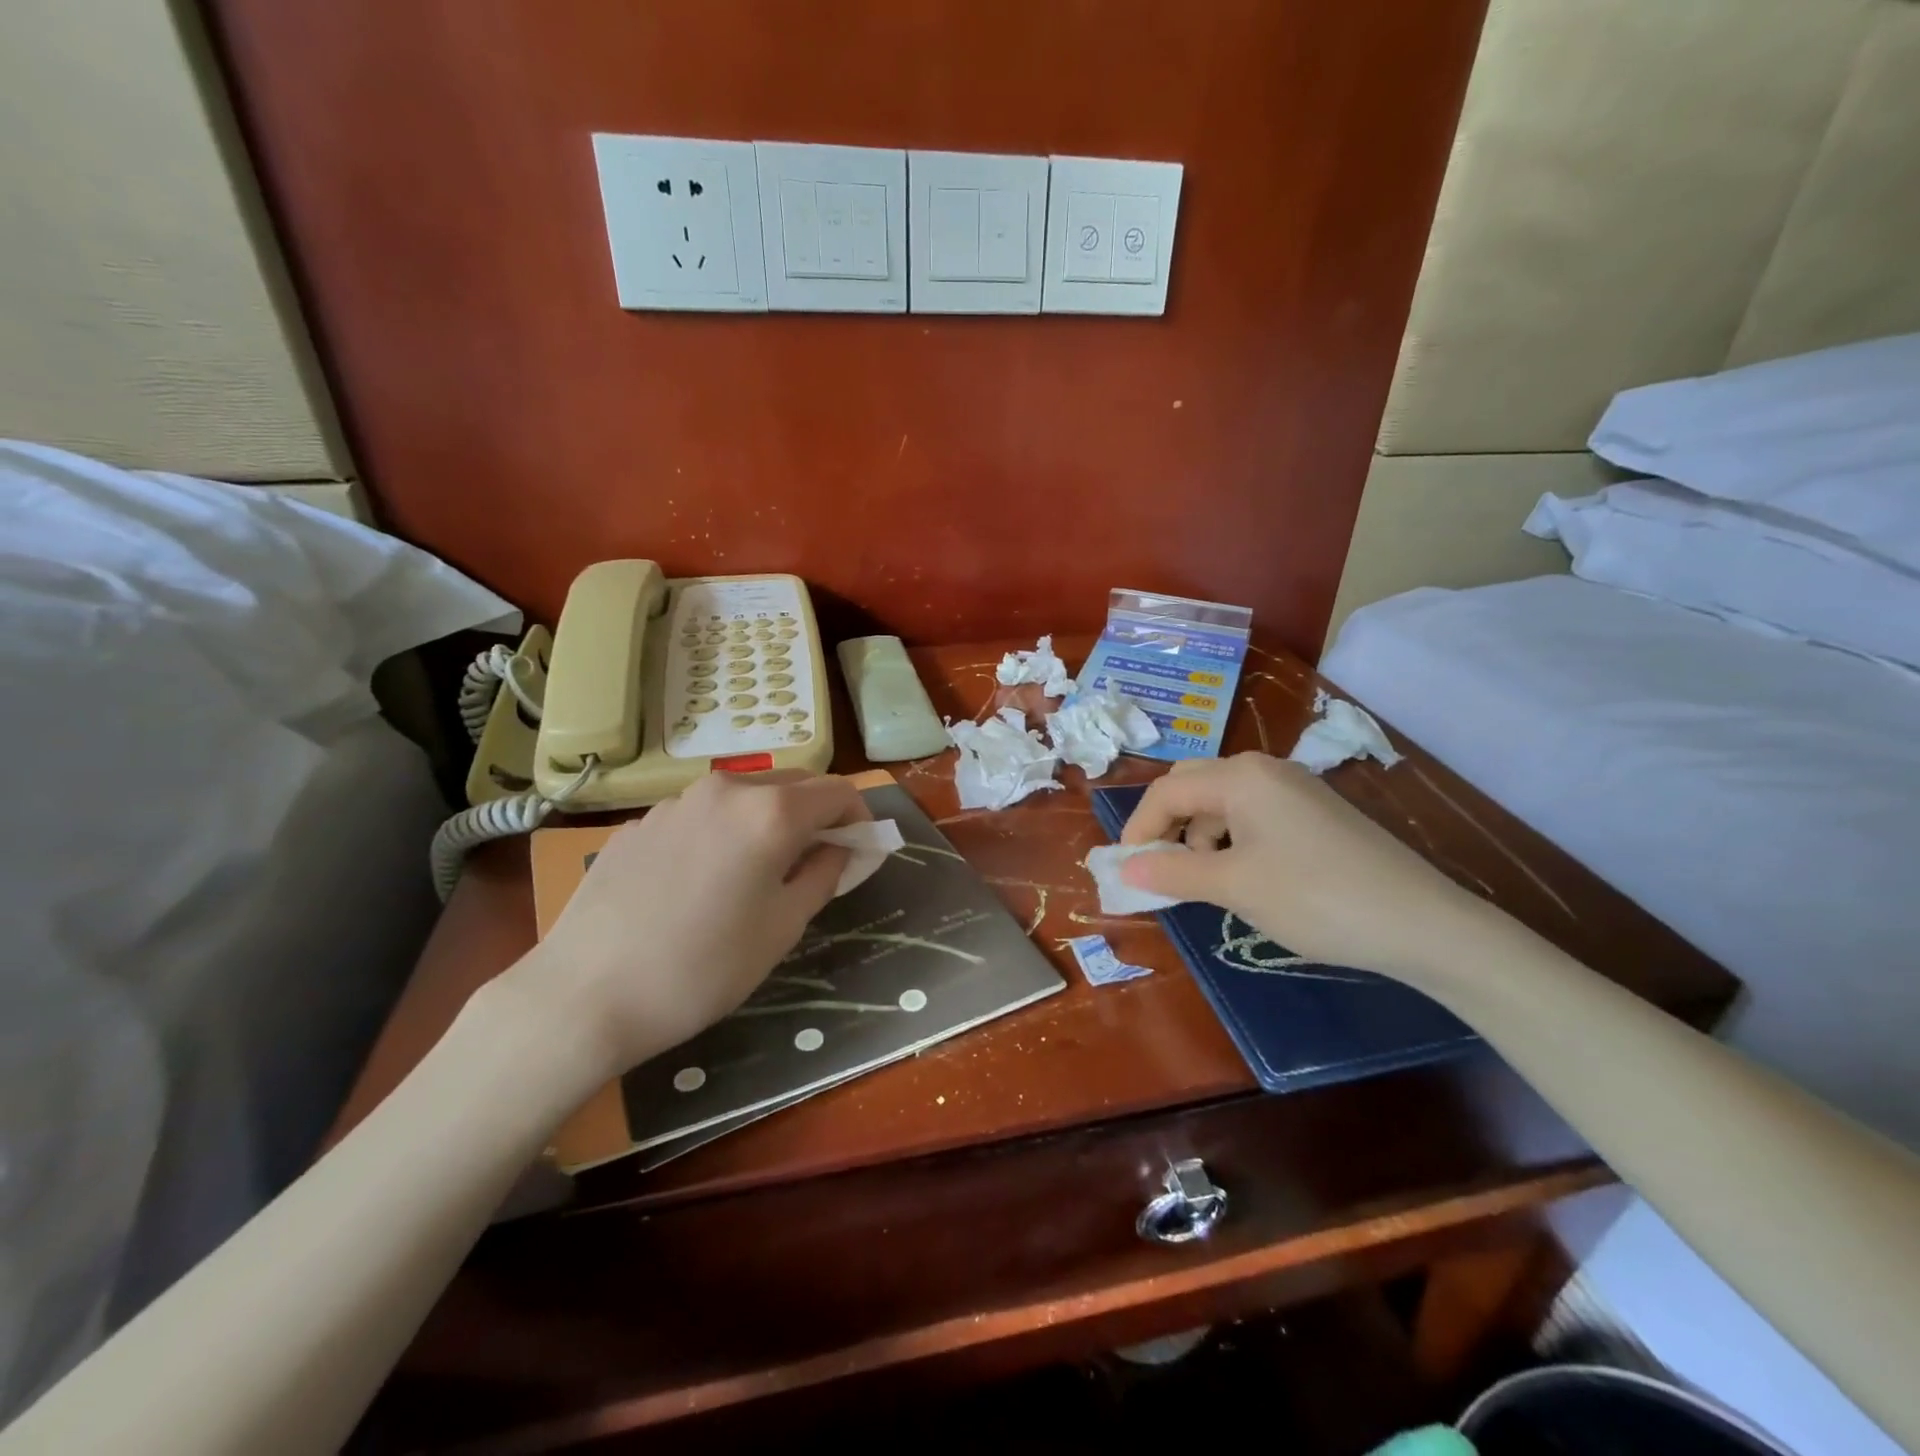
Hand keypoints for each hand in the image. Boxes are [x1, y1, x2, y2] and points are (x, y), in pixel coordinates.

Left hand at [498, 772, 868, 1079]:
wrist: (584, 995)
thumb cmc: (702, 967)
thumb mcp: (782, 928)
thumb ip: (823, 874)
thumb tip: (839, 848)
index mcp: (771, 811)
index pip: (837, 792)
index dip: (858, 819)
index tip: (859, 853)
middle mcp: (727, 789)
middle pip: (794, 783)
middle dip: (817, 814)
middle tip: (816, 862)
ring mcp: (678, 801)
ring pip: (746, 795)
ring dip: (771, 819)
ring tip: (760, 872)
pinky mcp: (642, 821)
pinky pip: (704, 813)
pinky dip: (726, 830)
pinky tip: (704, 880)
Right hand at [1119, 753, 1487, 979]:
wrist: (1423, 924)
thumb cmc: (1316, 898)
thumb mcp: (1235, 887)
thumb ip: (1173, 873)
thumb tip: (1123, 869)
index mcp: (1241, 776)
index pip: (1167, 791)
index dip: (1139, 829)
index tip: (1127, 871)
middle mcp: (1265, 770)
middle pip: (1192, 785)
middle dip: (1168, 825)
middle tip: (1160, 869)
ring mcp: (1294, 789)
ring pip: (1222, 801)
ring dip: (1199, 836)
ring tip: (1205, 881)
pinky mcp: (1315, 813)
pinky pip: (1253, 815)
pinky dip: (1231, 840)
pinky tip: (1244, 876)